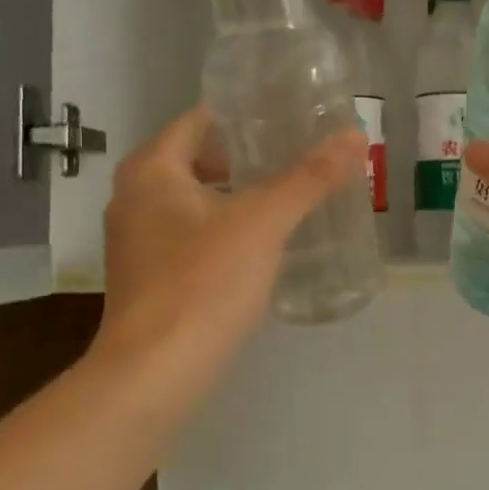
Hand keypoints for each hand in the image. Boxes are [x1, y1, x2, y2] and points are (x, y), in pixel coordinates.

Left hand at [89, 107, 363, 396]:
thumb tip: (355, 136)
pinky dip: (223, 228)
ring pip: (193, 200)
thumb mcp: (264, 222)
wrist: (154, 373)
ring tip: (286, 197)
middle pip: (196, 159)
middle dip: (244, 157)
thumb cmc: (204, 282)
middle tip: (295, 156)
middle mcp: (133, 197)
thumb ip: (310, 178)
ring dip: (235, 195)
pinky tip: (261, 245)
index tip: (287, 117)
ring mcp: (136, 241)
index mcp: (151, 170)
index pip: (199, 120)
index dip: (243, 115)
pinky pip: (190, 234)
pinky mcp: (147, 277)